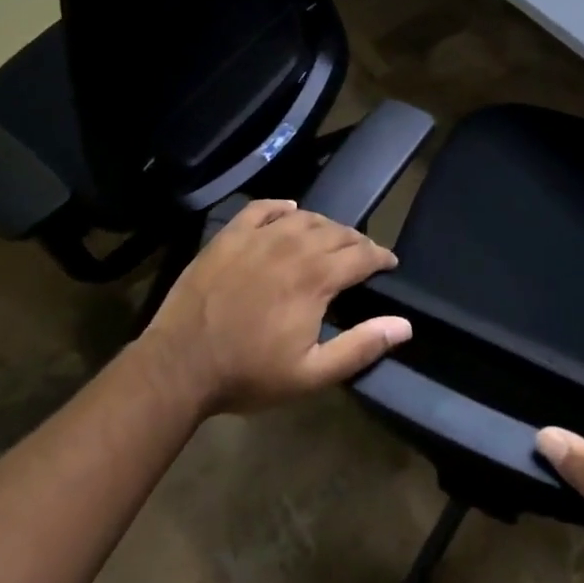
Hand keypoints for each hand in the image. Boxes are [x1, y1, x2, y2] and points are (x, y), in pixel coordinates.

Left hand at [138, 200, 409, 416]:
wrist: (179, 365)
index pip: (362, 255)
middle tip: (362, 256)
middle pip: (337, 232)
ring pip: (305, 217)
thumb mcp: (311, 374)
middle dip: (357, 242)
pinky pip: (263, 207)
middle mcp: (293, 246)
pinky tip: (289, 212)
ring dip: (325, 226)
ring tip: (330, 239)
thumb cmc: (248, 374)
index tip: (389, 264)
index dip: (381, 257)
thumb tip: (404, 325)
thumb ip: (360, 347)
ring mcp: (259, 237)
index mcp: (317, 277)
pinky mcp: (230, 235)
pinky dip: (282, 207)